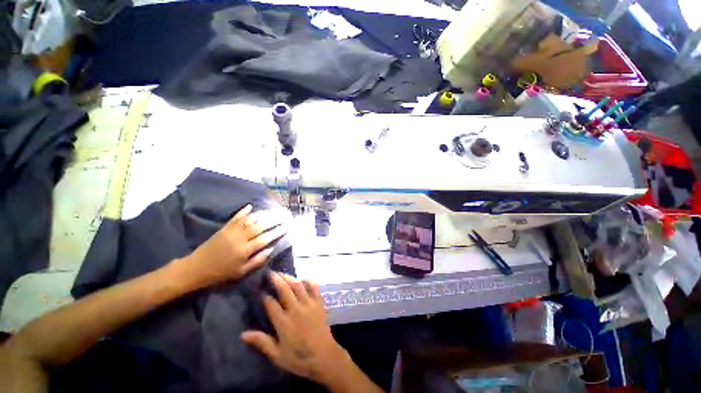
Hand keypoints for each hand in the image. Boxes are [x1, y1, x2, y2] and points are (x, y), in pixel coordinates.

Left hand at [180, 204, 287, 286]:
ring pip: (250, 220)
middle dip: (274, 220)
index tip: (287, 226)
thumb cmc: (220, 272)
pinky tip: (250, 206)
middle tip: (284, 216)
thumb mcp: (241, 272)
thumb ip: (258, 260)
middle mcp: (240, 238)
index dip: (278, 231)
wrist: (196, 268)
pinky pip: (236, 217)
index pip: (266, 238)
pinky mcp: (224, 228)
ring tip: (273, 211)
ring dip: (263, 214)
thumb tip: (272, 248)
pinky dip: (243, 211)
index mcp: (245, 250)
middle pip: (261, 226)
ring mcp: (231, 231)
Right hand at [241, 273, 347, 384]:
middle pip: (285, 289)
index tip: (259, 290)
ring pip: (298, 285)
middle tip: (270, 273)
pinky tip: (304, 279)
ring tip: (282, 273)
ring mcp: (309, 304)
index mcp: (284, 322)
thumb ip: (262, 342)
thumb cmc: (299, 358)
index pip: (271, 304)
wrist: (324, 357)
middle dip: (276, 280)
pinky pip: (314, 287)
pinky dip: (309, 281)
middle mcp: (296, 309)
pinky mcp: (319, 303)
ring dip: (290, 278)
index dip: (264, 296)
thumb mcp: (277, 355)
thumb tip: (243, 334)